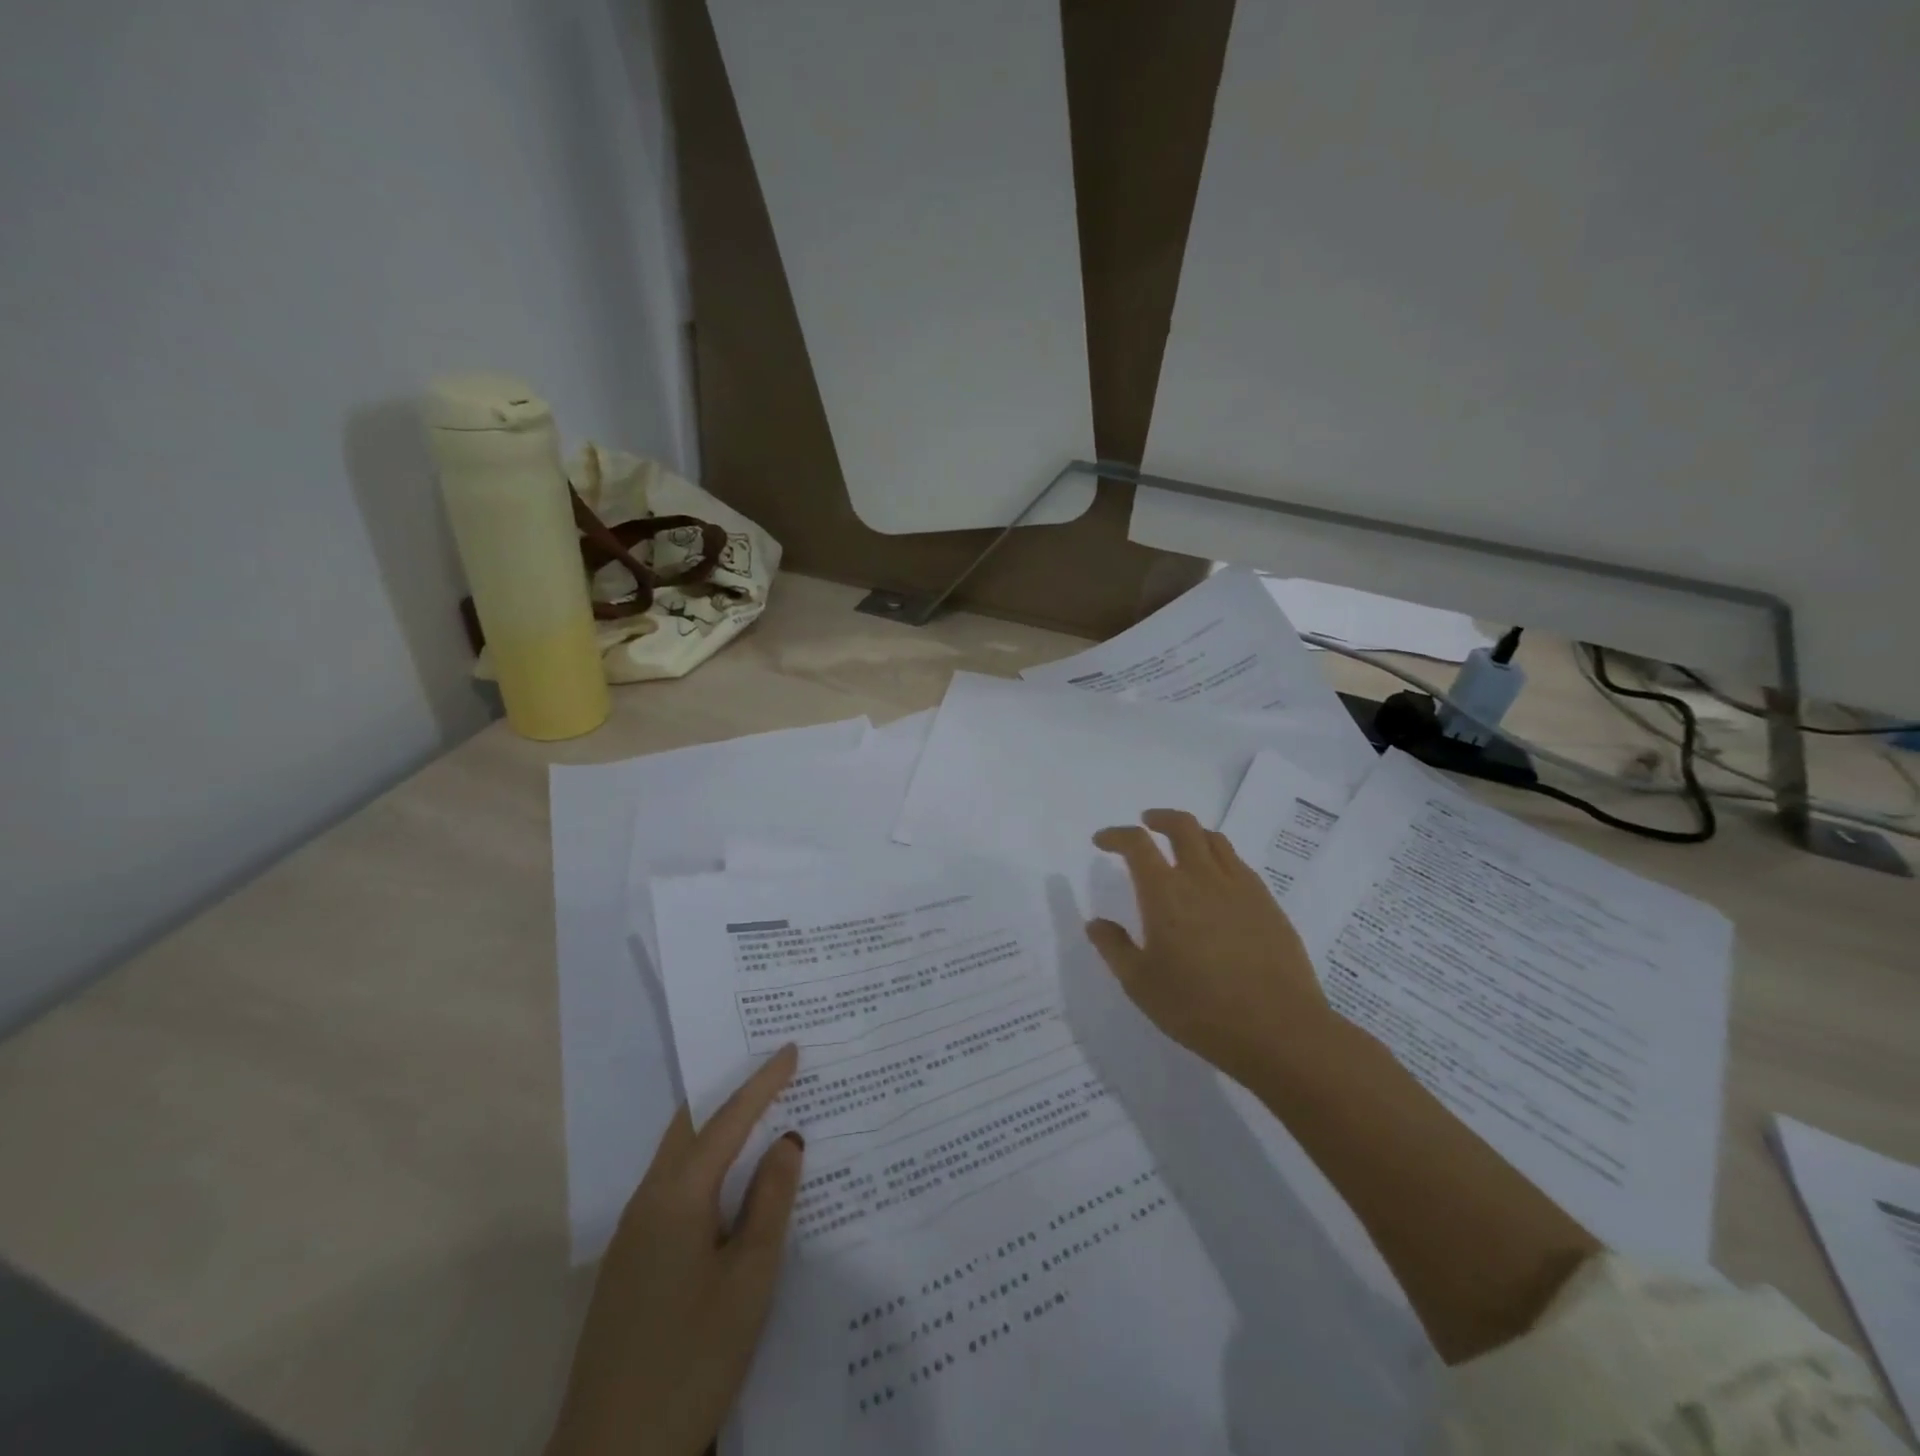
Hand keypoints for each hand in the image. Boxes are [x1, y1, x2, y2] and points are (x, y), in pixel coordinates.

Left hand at [547, 1046, 803, 1455]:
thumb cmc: (690, 1360)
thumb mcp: (748, 1280)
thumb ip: (770, 1202)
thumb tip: (786, 1139)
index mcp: (676, 1196)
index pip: (727, 1120)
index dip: (762, 1083)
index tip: (791, 1048)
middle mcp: (648, 1202)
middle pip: (691, 1127)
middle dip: (730, 1094)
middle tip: (770, 1071)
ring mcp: (633, 1236)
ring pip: (680, 1158)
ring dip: (717, 1132)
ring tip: (759, 1118)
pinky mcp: (630, 1266)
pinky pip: (674, 1191)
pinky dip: (706, 1168)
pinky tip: (730, 1188)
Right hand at [1087, 809, 1330, 1077]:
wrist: (1279, 1030)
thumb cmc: (1198, 1008)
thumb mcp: (1140, 984)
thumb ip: (1114, 948)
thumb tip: (1097, 923)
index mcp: (1165, 892)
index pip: (1137, 844)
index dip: (1116, 835)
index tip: (1102, 841)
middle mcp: (1203, 877)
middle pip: (1182, 826)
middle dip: (1159, 818)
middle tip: (1146, 823)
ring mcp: (1241, 887)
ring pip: (1214, 840)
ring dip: (1191, 833)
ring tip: (1181, 846)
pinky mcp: (1268, 903)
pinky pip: (1238, 864)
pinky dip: (1219, 858)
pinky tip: (1216, 882)